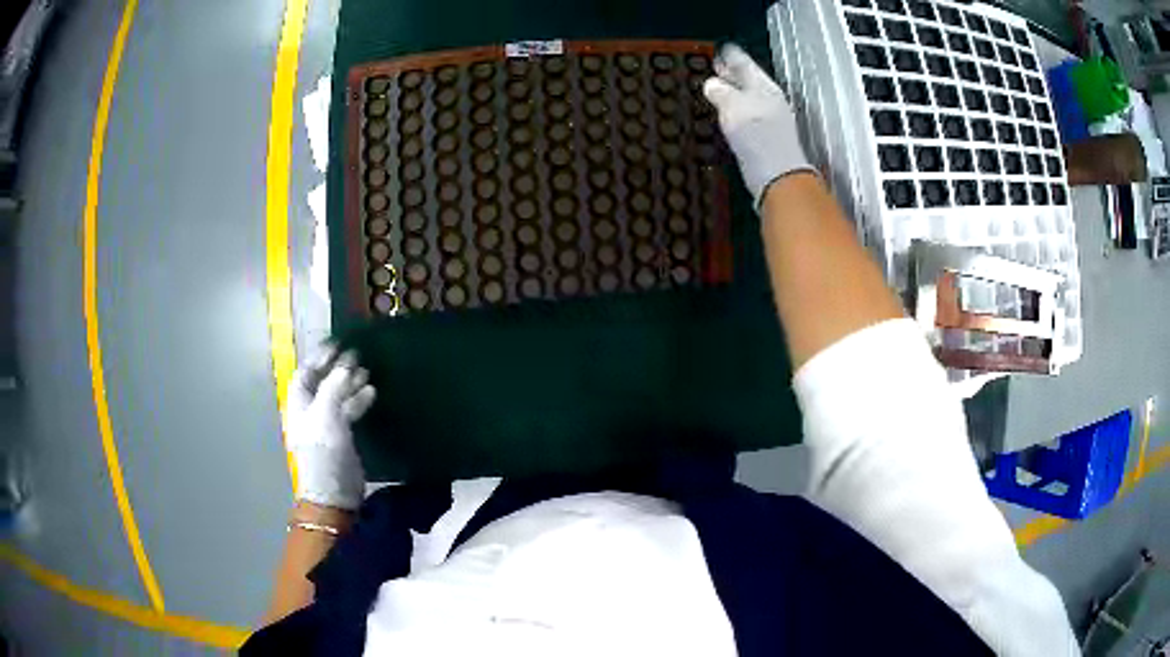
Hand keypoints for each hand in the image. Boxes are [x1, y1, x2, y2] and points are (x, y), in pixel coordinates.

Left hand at [286, 347, 375, 510]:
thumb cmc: (324, 451)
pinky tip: (371, 393)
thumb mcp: (326, 415)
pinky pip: (349, 411)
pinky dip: (358, 400)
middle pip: (322, 383)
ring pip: (337, 396)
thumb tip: (346, 366)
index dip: (319, 357)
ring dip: (350, 383)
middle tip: (357, 355)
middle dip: (337, 368)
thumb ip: (334, 387)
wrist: (335, 491)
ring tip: (367, 372)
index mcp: (300, 404)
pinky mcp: (342, 436)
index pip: (306, 373)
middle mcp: (310, 411)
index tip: (337, 344)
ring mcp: (326, 424)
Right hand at [703, 43, 815, 208]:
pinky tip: (727, 111)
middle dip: (732, 72)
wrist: (777, 175)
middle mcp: (769, 99)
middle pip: (748, 80)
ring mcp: (769, 118)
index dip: (732, 56)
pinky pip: (747, 113)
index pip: (745, 64)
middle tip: (717, 64)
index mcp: (763, 87)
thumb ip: (721, 92)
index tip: (722, 48)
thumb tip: (712, 84)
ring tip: (717, 86)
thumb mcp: (733, 107)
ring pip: (747, 96)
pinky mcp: (765, 136)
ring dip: (733, 90)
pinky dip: (735, 107)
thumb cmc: (756, 135)